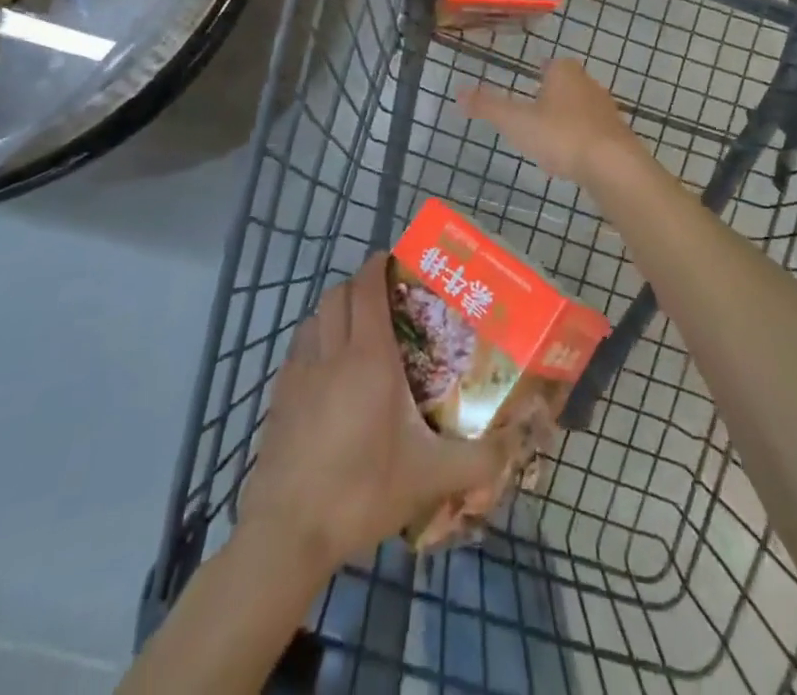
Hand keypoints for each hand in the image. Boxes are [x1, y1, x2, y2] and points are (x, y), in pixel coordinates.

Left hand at [240, 255, 522, 568]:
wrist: (287, 536)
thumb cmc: (361, 492)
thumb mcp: (430, 478)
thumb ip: (478, 459)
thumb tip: (518, 445)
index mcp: (368, 358)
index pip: (366, 288)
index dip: (378, 266)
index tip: (396, 261)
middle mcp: (330, 354)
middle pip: (337, 295)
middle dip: (359, 285)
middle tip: (386, 297)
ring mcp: (298, 376)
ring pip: (314, 318)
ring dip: (334, 312)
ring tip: (357, 329)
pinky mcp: (278, 400)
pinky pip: (298, 349)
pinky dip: (314, 341)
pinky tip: (328, 372)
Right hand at [459, 59, 639, 184]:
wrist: (613, 165)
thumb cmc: (561, 135)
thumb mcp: (517, 121)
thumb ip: (488, 106)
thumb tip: (458, 92)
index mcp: (565, 72)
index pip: (551, 63)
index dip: (539, 72)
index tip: (527, 86)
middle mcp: (589, 84)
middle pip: (567, 85)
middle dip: (552, 96)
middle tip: (532, 113)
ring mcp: (606, 110)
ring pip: (580, 109)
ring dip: (566, 120)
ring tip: (547, 139)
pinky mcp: (617, 136)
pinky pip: (592, 133)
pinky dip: (579, 141)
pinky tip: (569, 159)